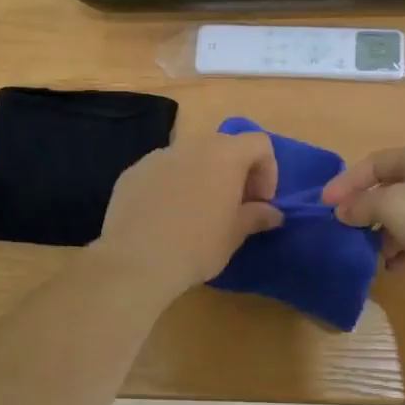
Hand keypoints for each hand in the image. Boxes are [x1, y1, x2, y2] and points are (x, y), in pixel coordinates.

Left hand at [92, 132, 284, 295]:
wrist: (136, 261)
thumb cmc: (197, 245)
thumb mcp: (235, 234)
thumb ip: (256, 216)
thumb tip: (272, 213)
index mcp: (224, 155)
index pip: (259, 143)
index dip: (267, 170)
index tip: (260, 202)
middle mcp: (191, 146)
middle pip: (222, 147)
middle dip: (233, 173)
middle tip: (233, 207)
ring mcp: (157, 157)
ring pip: (188, 160)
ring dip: (200, 178)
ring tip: (195, 214)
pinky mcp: (132, 173)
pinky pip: (160, 173)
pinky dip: (170, 187)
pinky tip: (164, 219)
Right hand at [321, 144, 404, 305]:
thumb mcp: (392, 206)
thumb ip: (362, 205)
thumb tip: (342, 210)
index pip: (372, 163)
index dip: (345, 182)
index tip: (324, 206)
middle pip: (388, 189)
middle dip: (364, 210)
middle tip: (345, 231)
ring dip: (383, 233)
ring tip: (369, 253)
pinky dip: (404, 250)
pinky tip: (394, 268)